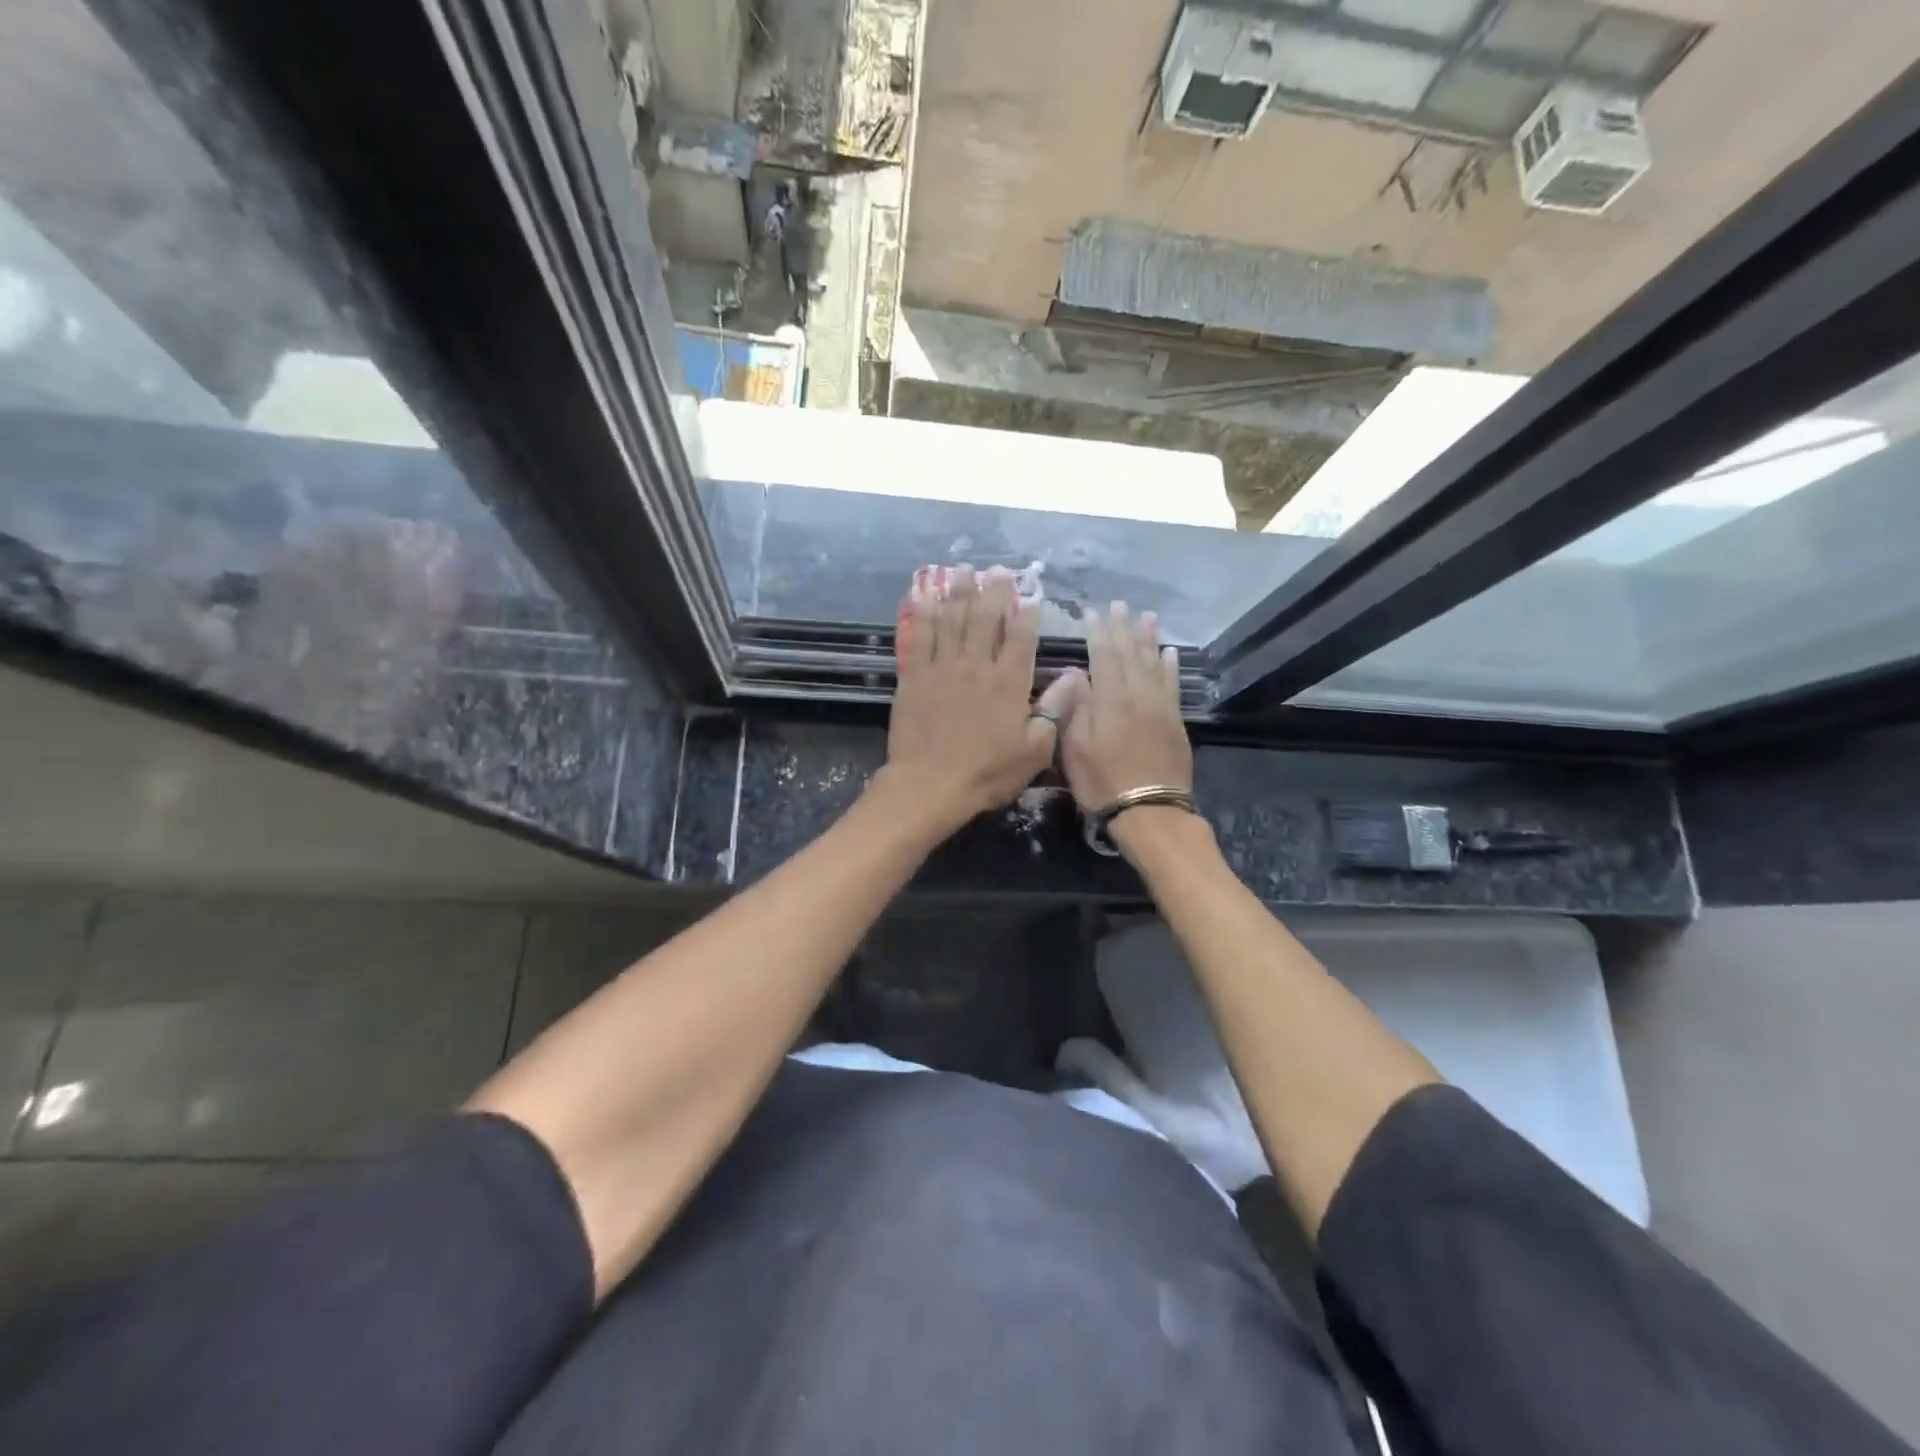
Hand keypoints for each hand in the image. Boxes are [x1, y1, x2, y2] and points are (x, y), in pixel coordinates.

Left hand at [877, 566, 1073, 836]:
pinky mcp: (915, 676)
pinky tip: (926, 596)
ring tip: (963, 570)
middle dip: (994, 591)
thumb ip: (1055, 709)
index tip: (1030, 594)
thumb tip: (1076, 676)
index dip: (1027, 613)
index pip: (1022, 637)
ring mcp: (943, 667)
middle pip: (986, 618)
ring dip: (959, 592)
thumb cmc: (987, 773)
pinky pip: (921, 636)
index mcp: (1009, 682)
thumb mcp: (1035, 750)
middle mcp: (977, 665)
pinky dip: (925, 614)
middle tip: (997, 569)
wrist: (929, 784)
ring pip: (953, 620)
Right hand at [1055, 602, 1192, 811]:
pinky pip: (1173, 684)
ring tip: (1146, 616)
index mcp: (1109, 701)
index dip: (1097, 632)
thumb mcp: (1074, 749)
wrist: (1151, 811)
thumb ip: (1076, 709)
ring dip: (1148, 638)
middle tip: (1119, 604)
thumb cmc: (1103, 783)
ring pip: (1154, 663)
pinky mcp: (1175, 721)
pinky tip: (1169, 652)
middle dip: (1123, 627)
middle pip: (1130, 653)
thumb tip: (1078, 676)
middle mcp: (1137, 695)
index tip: (1091, 611)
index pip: (1103, 656)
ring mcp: (1160, 707)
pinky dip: (1170, 665)